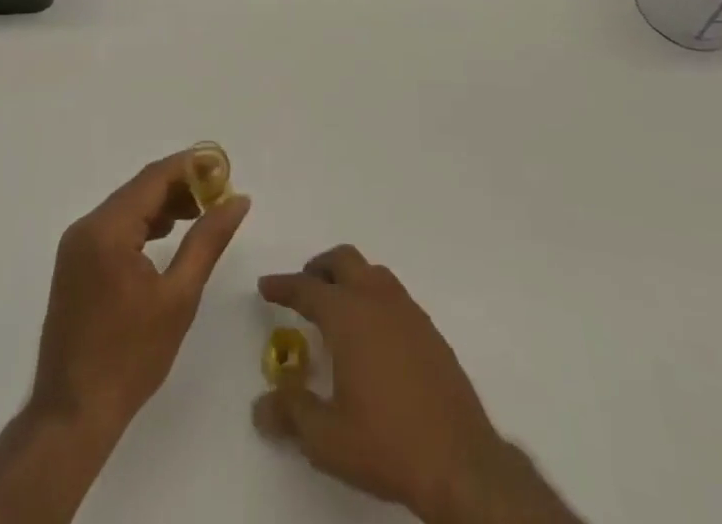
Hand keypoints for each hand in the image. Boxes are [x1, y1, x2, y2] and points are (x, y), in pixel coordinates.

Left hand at [30, 149, 251, 440]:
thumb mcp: (179, 297)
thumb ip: (208, 240)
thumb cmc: (130, 357)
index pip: (154, 178)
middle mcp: (86, 226)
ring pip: (126, 207)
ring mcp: (75, 245)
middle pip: (139, 188)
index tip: (224, 168)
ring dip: (162, 205)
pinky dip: (142, 224)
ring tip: (200, 213)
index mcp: (107, 229)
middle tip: (218, 194)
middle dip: (180, 185)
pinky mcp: (74, 264)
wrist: (72, 415)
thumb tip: (238, 200)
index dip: (191, 166)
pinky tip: (166, 236)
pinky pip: (113, 227)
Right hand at [255, 246, 577, 523]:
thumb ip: (291, 413)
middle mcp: (376, 299)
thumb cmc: (386, 444)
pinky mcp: (430, 330)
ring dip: (350, 278)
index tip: (266, 285)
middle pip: (344, 260)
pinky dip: (374, 297)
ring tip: (338, 307)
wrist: (460, 462)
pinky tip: (373, 333)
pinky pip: (394, 295)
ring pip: (372, 272)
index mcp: (347, 315)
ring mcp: (408, 311)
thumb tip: (261, 405)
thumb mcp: (326, 438)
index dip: (283, 285)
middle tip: (304, 286)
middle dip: (319, 267)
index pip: (306, 288)